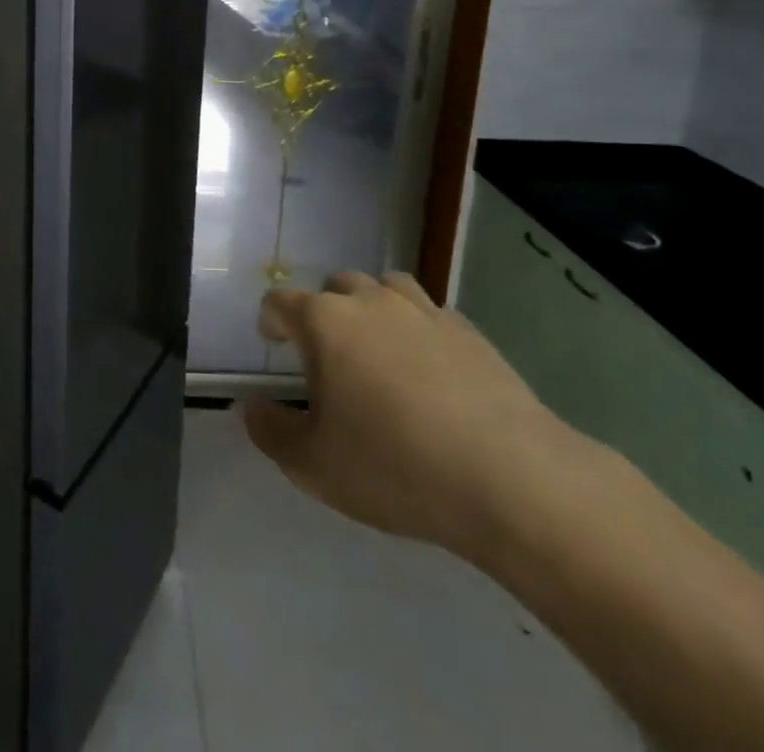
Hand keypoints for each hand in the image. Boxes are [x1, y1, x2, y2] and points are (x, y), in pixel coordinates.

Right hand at [243, 271, 578, 561]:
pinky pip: (431, 315)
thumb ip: (272, 432)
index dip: (271, 320)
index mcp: (325, 322)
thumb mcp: (313, 465)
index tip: (273, 343)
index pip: (281, 301)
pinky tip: (430, 370)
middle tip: (328, 355)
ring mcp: (424, 311)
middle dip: (324, 311)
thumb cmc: (393, 466)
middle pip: (336, 285)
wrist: (508, 478)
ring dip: (373, 308)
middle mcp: (371, 302)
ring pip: (386, 287)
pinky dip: (419, 330)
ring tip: (378, 348)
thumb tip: (255, 408)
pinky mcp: (469, 331)